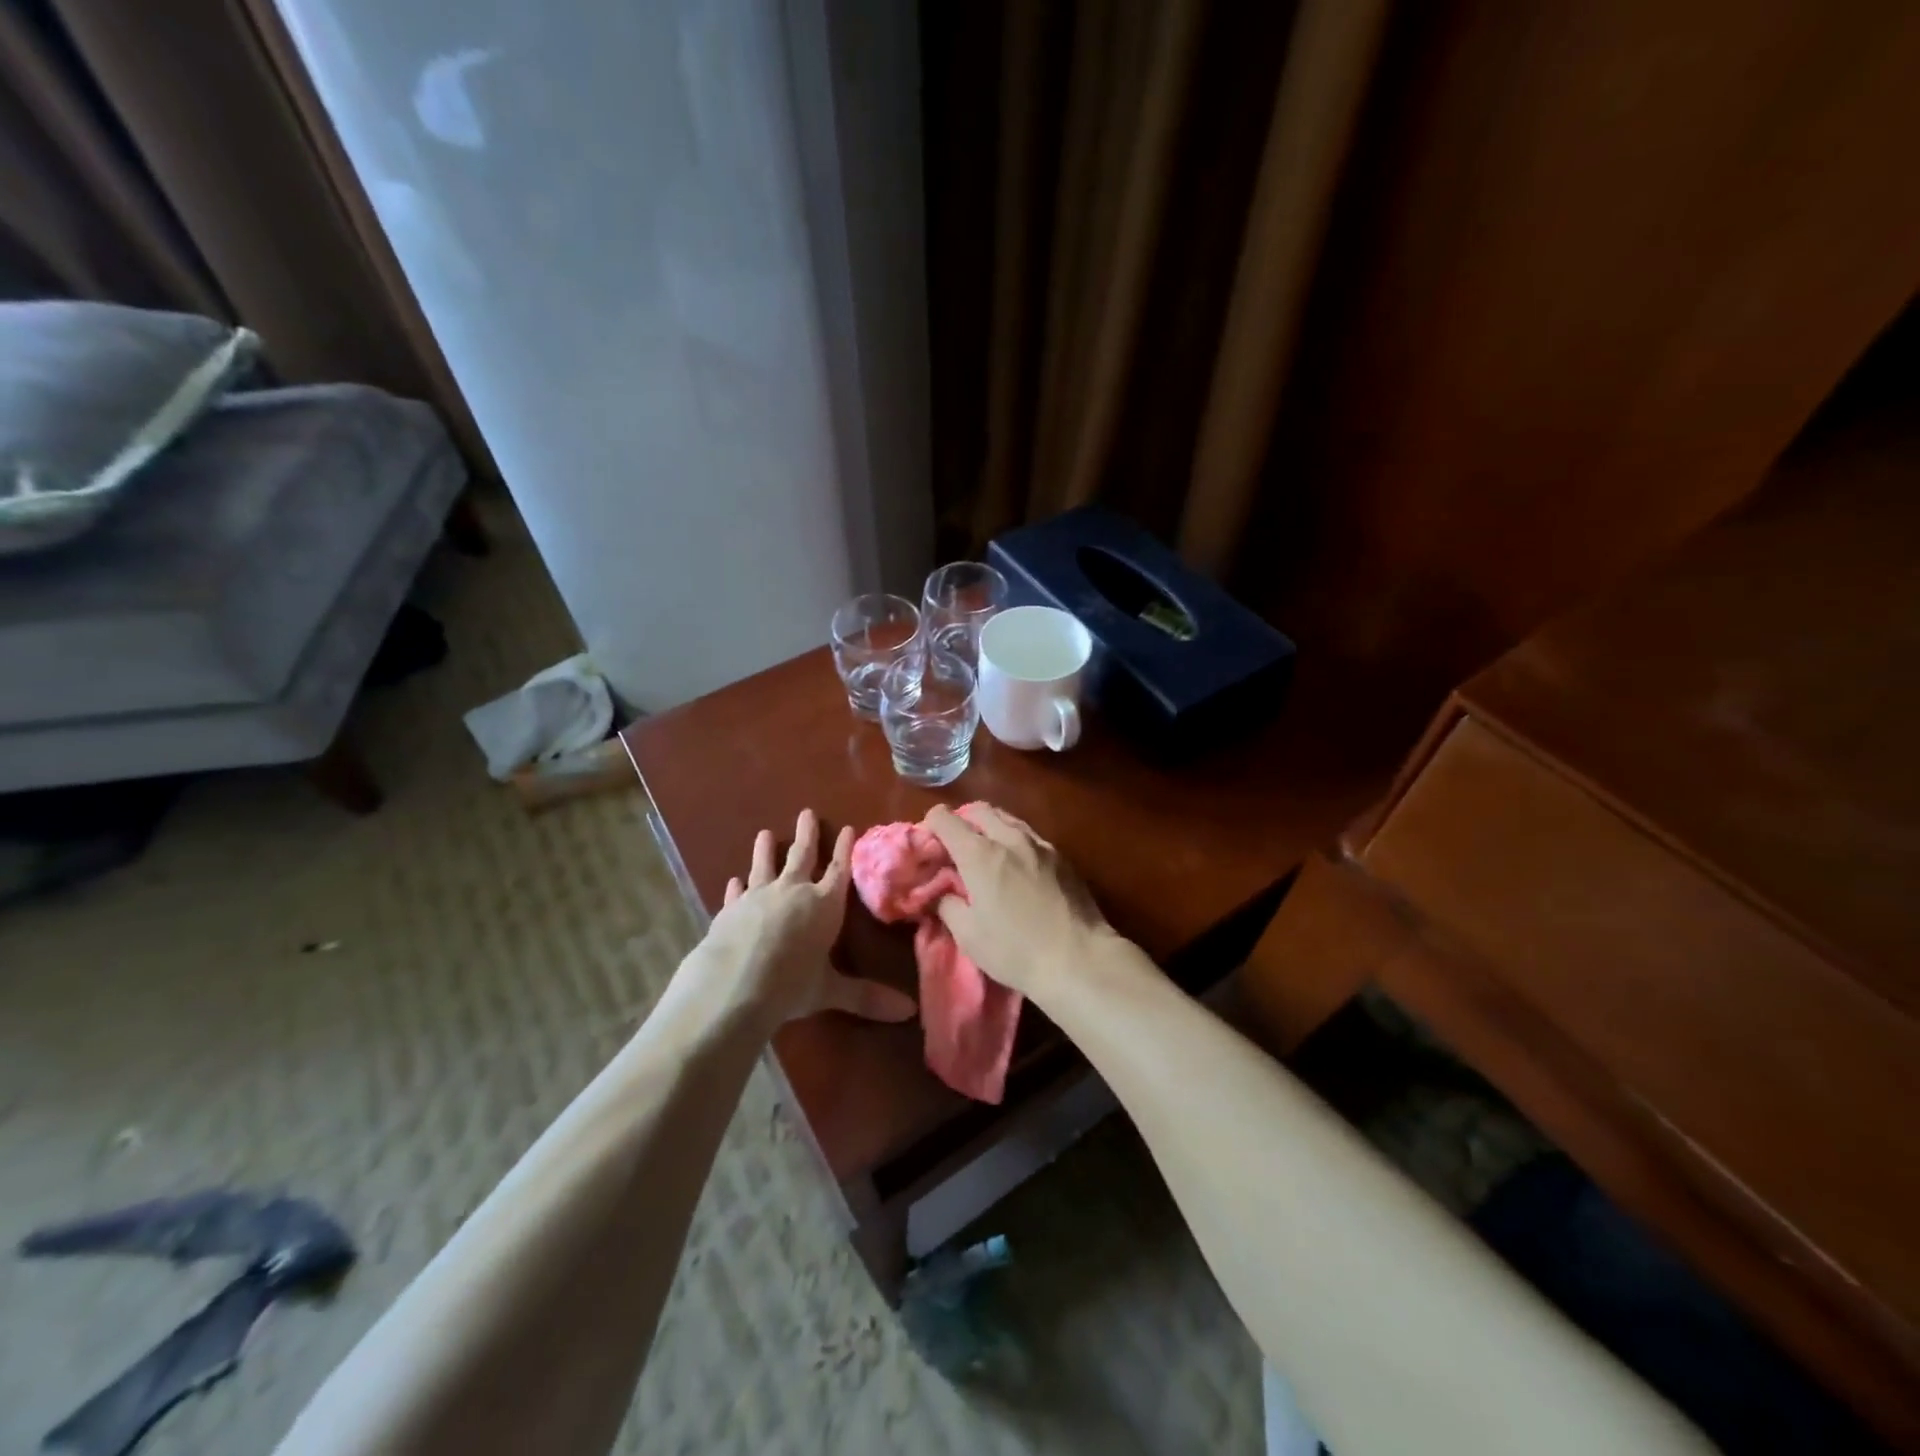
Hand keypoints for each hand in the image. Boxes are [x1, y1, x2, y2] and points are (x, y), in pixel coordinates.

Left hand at [697, 809, 916, 1028]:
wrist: (734, 984)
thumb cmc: (791, 984)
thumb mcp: (831, 991)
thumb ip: (867, 997)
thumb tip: (909, 1011)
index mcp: (824, 905)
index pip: (839, 870)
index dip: (845, 849)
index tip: (849, 828)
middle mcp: (793, 892)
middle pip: (802, 856)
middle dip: (807, 834)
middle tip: (806, 812)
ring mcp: (758, 897)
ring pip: (765, 865)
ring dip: (766, 850)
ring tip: (766, 834)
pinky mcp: (730, 909)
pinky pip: (736, 893)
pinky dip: (737, 886)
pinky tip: (734, 880)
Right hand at [923, 803, 1116, 1004]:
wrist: (1079, 959)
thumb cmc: (1015, 950)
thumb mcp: (968, 935)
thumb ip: (947, 905)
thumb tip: (940, 892)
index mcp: (980, 854)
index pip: (946, 819)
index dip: (931, 824)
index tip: (928, 842)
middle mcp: (1010, 838)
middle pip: (979, 810)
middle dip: (962, 821)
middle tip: (956, 846)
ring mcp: (1040, 844)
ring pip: (1008, 819)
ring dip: (990, 827)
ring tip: (987, 852)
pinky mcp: (1062, 857)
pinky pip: (1030, 836)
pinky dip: (1014, 840)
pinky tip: (1017, 865)